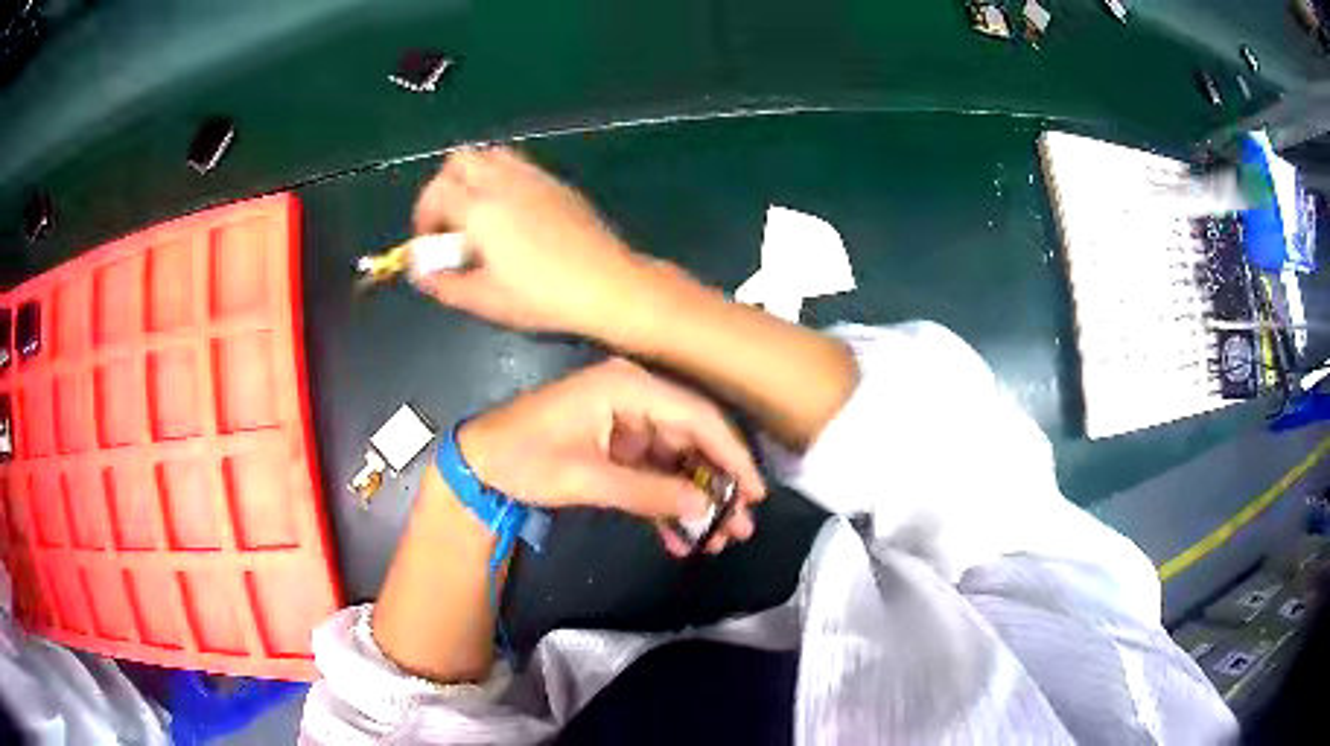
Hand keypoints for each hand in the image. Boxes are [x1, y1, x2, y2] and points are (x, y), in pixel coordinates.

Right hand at [412, 146, 686, 338]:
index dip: (424, 215)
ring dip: (472, 176)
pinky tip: (510, 212)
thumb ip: (444, 283)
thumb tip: (420, 272)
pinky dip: (500, 177)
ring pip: (489, 156)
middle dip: (443, 186)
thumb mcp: (485, 299)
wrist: (606, 284)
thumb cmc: (541, 297)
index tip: (428, 241)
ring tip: (476, 213)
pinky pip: (517, 165)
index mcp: (480, 209)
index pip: (436, 193)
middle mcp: (503, 182)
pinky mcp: (556, 183)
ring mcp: (533, 177)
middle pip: (459, 161)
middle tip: (448, 221)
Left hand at [457, 358, 765, 554]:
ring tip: (717, 540)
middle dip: (717, 485)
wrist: (478, 464)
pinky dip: (664, 504)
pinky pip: (651, 474)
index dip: (732, 454)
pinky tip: (680, 538)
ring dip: (694, 501)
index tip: (756, 493)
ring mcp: (625, 423)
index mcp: (628, 387)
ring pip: (676, 461)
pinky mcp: (615, 447)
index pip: (697, 416)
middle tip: (740, 526)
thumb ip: (650, 493)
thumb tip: (706, 508)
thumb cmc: (525, 458)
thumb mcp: (587, 478)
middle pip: (692, 440)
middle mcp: (634, 398)